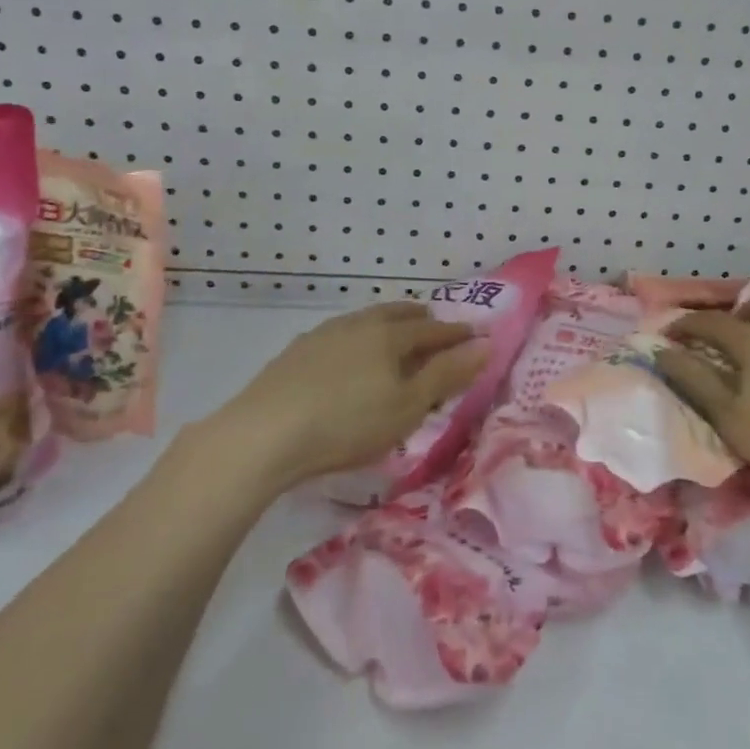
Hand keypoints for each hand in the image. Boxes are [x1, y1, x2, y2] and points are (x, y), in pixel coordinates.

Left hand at [216, 301, 488, 488]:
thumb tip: (485, 344)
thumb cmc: (348, 423)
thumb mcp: (408, 406)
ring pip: (366, 321)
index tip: (475, 335)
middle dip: (422, 320)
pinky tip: (348, 356)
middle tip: (435, 328)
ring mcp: (324, 334)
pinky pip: (340, 335)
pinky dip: (358, 340)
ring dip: (387, 326)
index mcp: (390, 335)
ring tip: (394, 339)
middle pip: (398, 314)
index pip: (433, 329)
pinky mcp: (296, 352)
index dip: (457, 334)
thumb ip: (447, 375)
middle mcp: (359, 324)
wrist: (264, 433)